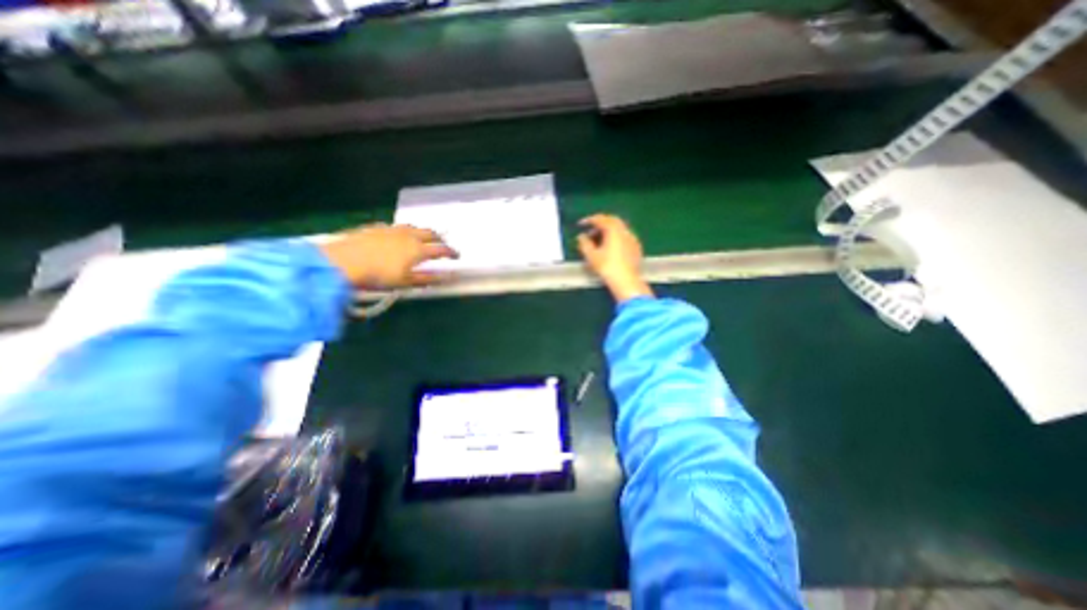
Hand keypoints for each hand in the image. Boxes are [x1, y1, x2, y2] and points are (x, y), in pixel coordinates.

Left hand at [320, 224, 460, 288]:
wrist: (343, 262)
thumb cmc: (378, 276)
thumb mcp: (406, 282)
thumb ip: (428, 279)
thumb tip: (448, 277)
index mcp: (418, 249)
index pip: (442, 249)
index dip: (452, 252)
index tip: (457, 256)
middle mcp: (409, 236)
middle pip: (430, 233)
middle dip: (439, 238)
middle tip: (443, 244)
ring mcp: (392, 229)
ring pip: (413, 227)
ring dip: (422, 232)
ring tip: (423, 238)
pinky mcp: (377, 227)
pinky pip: (396, 227)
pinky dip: (404, 231)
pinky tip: (398, 236)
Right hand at [576, 213, 652, 301]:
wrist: (626, 281)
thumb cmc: (607, 267)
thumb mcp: (591, 256)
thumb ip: (584, 243)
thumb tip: (581, 236)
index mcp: (614, 230)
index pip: (601, 219)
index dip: (589, 220)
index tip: (580, 224)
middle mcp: (625, 231)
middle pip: (612, 220)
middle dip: (600, 223)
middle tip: (591, 230)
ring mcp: (633, 239)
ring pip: (619, 228)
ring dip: (608, 230)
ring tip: (599, 240)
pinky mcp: (636, 247)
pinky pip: (625, 236)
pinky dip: (616, 237)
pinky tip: (611, 247)